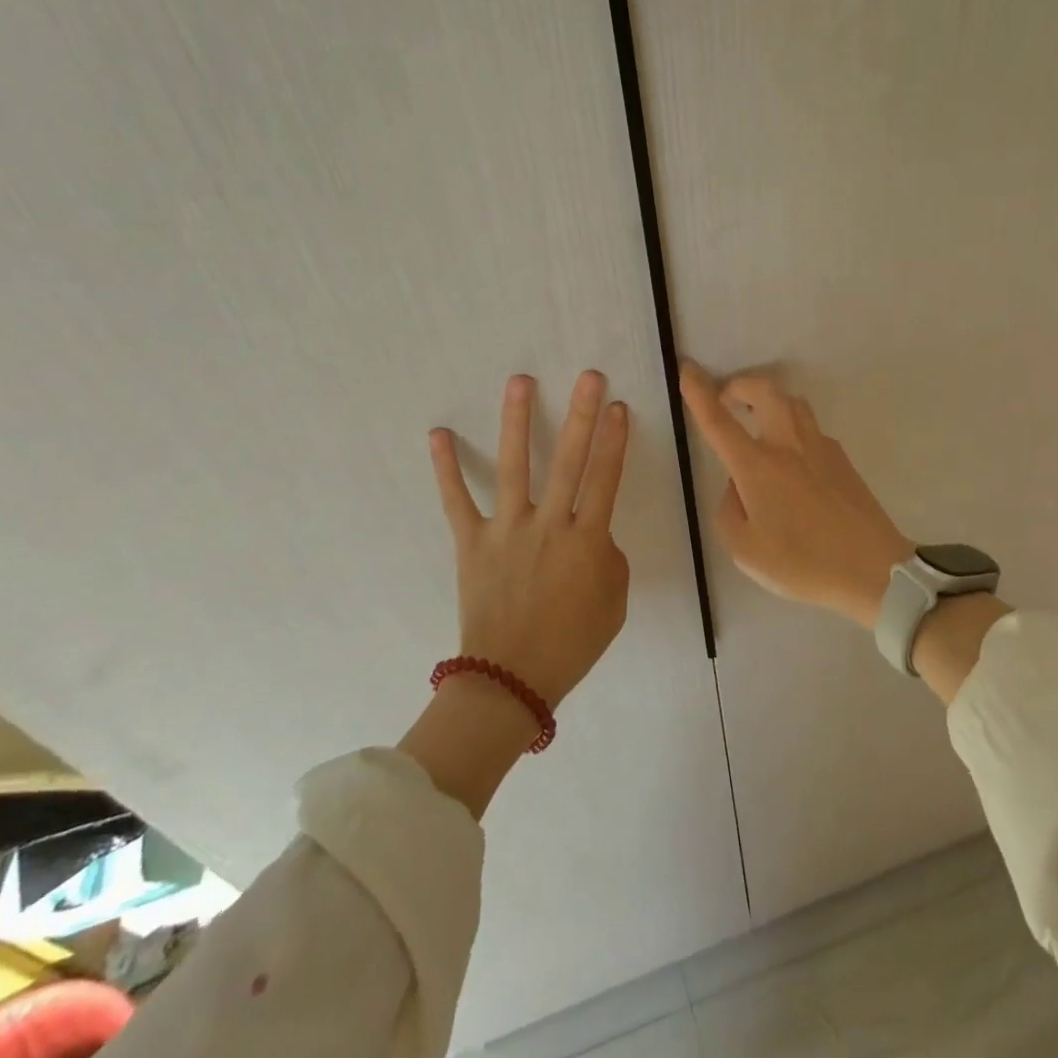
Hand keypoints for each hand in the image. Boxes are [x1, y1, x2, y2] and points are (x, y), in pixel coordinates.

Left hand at [428, 370, 631, 707]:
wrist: (510, 680)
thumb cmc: (571, 644)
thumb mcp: (613, 604)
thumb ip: (610, 560)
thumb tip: (595, 533)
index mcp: (586, 542)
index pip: (606, 479)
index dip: (615, 441)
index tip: (619, 407)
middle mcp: (548, 526)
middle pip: (570, 461)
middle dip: (582, 416)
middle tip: (589, 377)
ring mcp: (506, 530)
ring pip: (515, 466)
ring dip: (518, 421)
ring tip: (520, 382)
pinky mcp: (472, 542)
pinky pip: (457, 500)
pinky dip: (446, 468)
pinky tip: (438, 434)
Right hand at [679, 363, 912, 627]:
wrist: (874, 570)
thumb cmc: (803, 563)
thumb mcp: (745, 551)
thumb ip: (730, 511)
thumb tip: (738, 486)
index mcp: (757, 466)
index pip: (719, 420)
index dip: (699, 392)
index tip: (687, 369)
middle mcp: (788, 445)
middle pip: (764, 390)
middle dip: (740, 385)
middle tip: (727, 399)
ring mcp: (820, 448)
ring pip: (792, 402)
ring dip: (769, 401)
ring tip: (758, 423)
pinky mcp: (842, 460)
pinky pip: (810, 429)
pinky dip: (792, 428)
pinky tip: (791, 462)